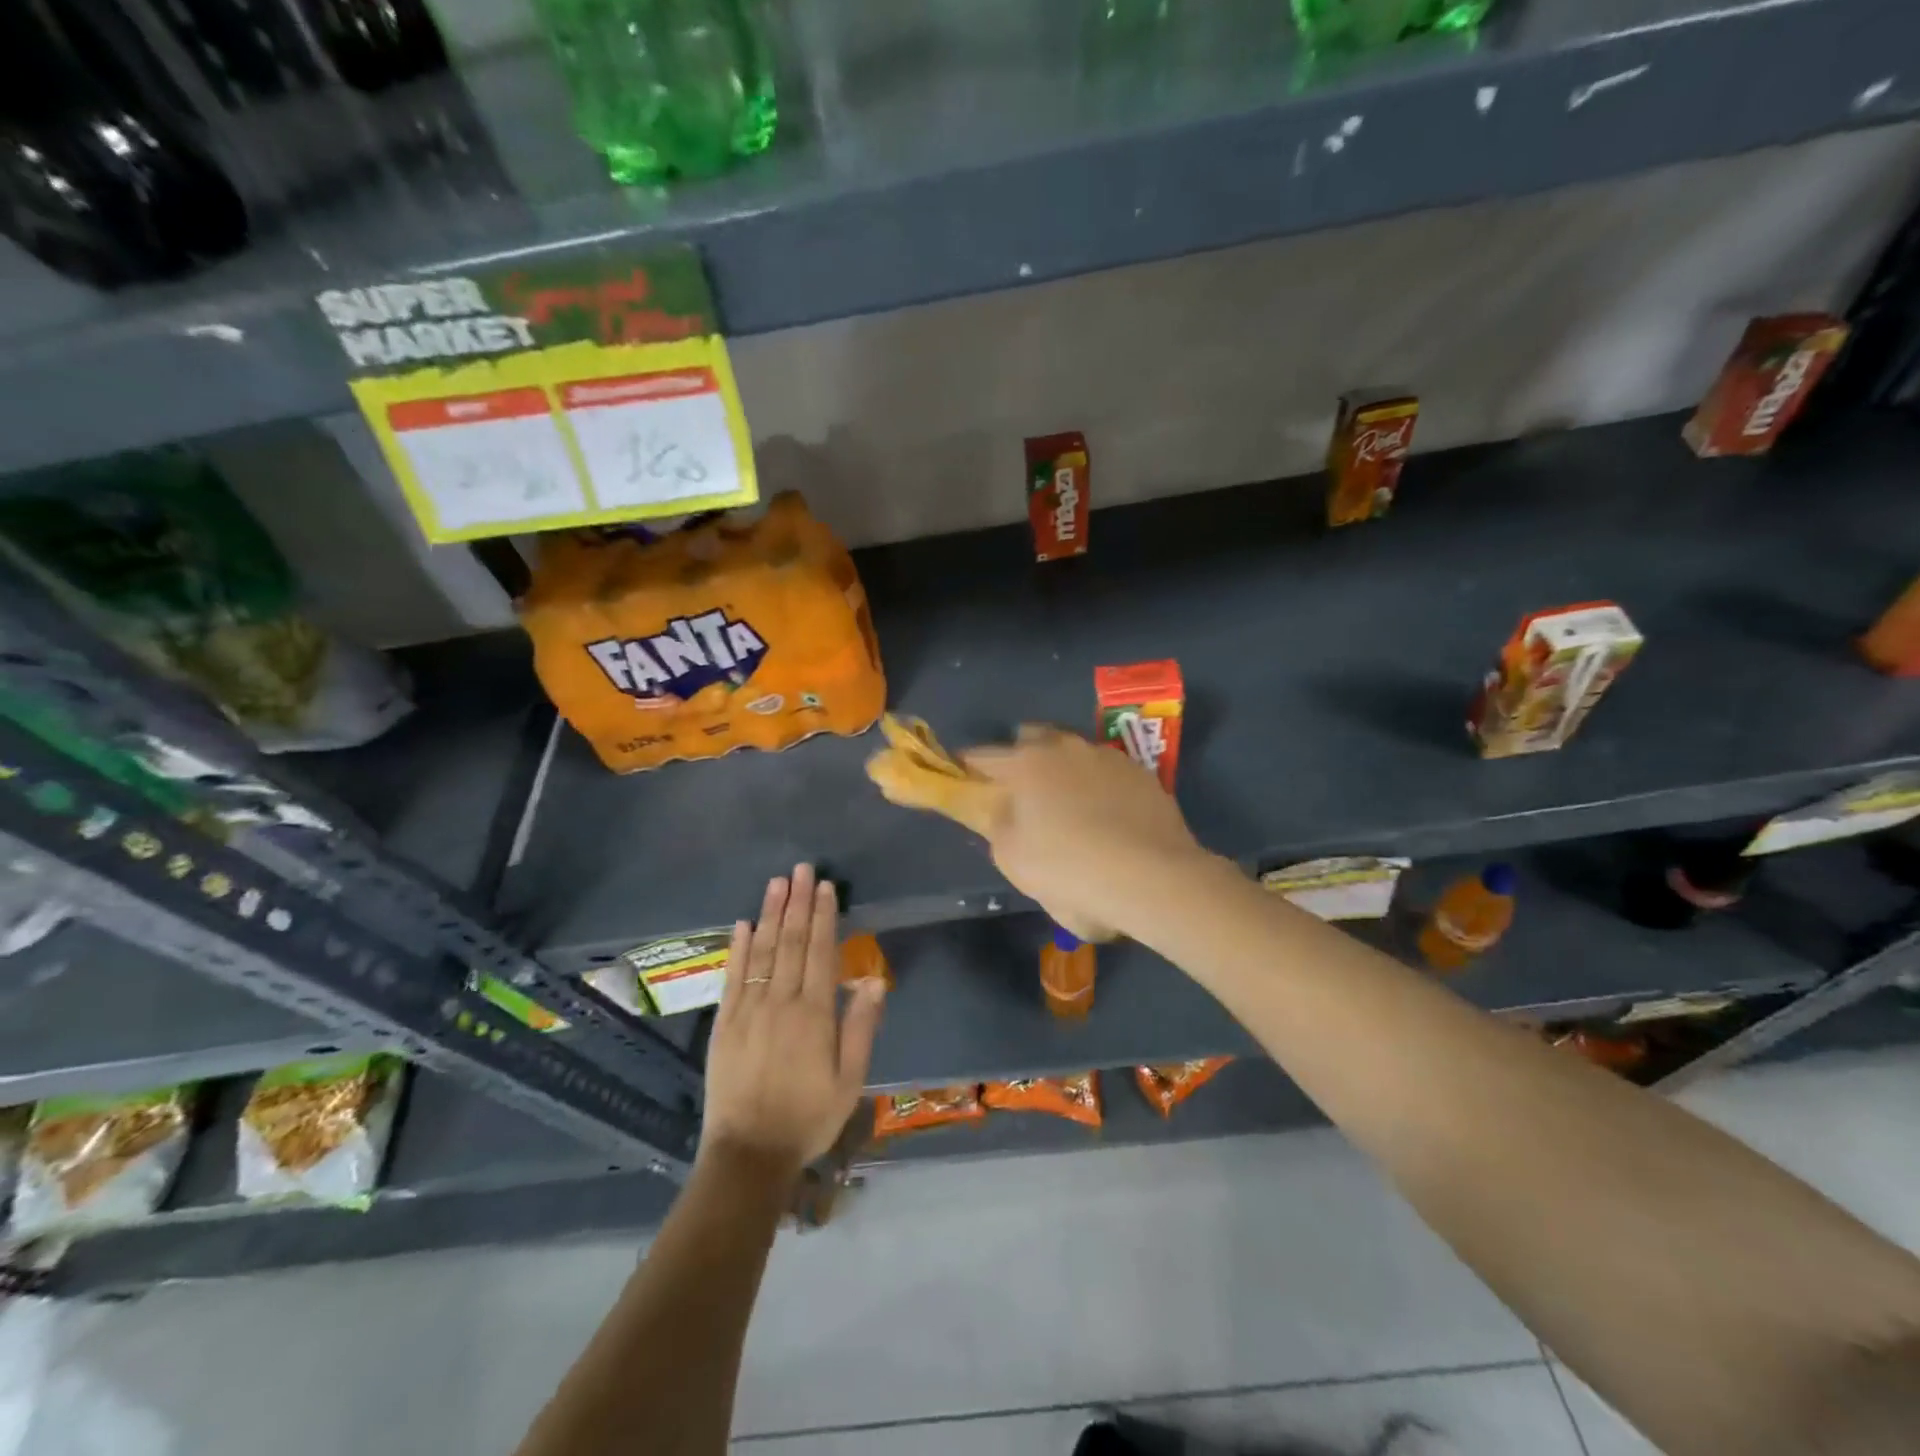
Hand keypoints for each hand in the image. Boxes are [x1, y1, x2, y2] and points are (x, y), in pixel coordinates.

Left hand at [702, 864, 885, 1175]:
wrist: (749, 1153)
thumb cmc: (808, 1116)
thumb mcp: (850, 1078)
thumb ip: (861, 1025)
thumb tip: (870, 977)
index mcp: (813, 1013)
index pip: (820, 951)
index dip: (822, 916)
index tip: (824, 887)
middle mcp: (780, 1001)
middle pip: (790, 941)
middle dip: (797, 902)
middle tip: (801, 868)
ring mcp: (748, 1009)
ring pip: (761, 950)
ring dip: (770, 913)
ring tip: (777, 882)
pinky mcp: (725, 1023)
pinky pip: (732, 976)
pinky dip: (737, 947)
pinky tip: (742, 923)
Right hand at [963, 726, 1211, 941]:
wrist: (1154, 879)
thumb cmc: (1071, 872)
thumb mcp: (1014, 861)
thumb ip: (997, 826)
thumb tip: (1000, 810)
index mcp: (1025, 764)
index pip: (981, 756)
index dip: (968, 768)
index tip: (966, 781)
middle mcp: (1064, 747)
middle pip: (1030, 739)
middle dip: (1020, 757)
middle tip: (1021, 792)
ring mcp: (1106, 756)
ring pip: (1072, 752)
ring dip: (1063, 769)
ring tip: (1069, 805)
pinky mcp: (1141, 771)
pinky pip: (1106, 770)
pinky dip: (1098, 784)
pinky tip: (1107, 815)